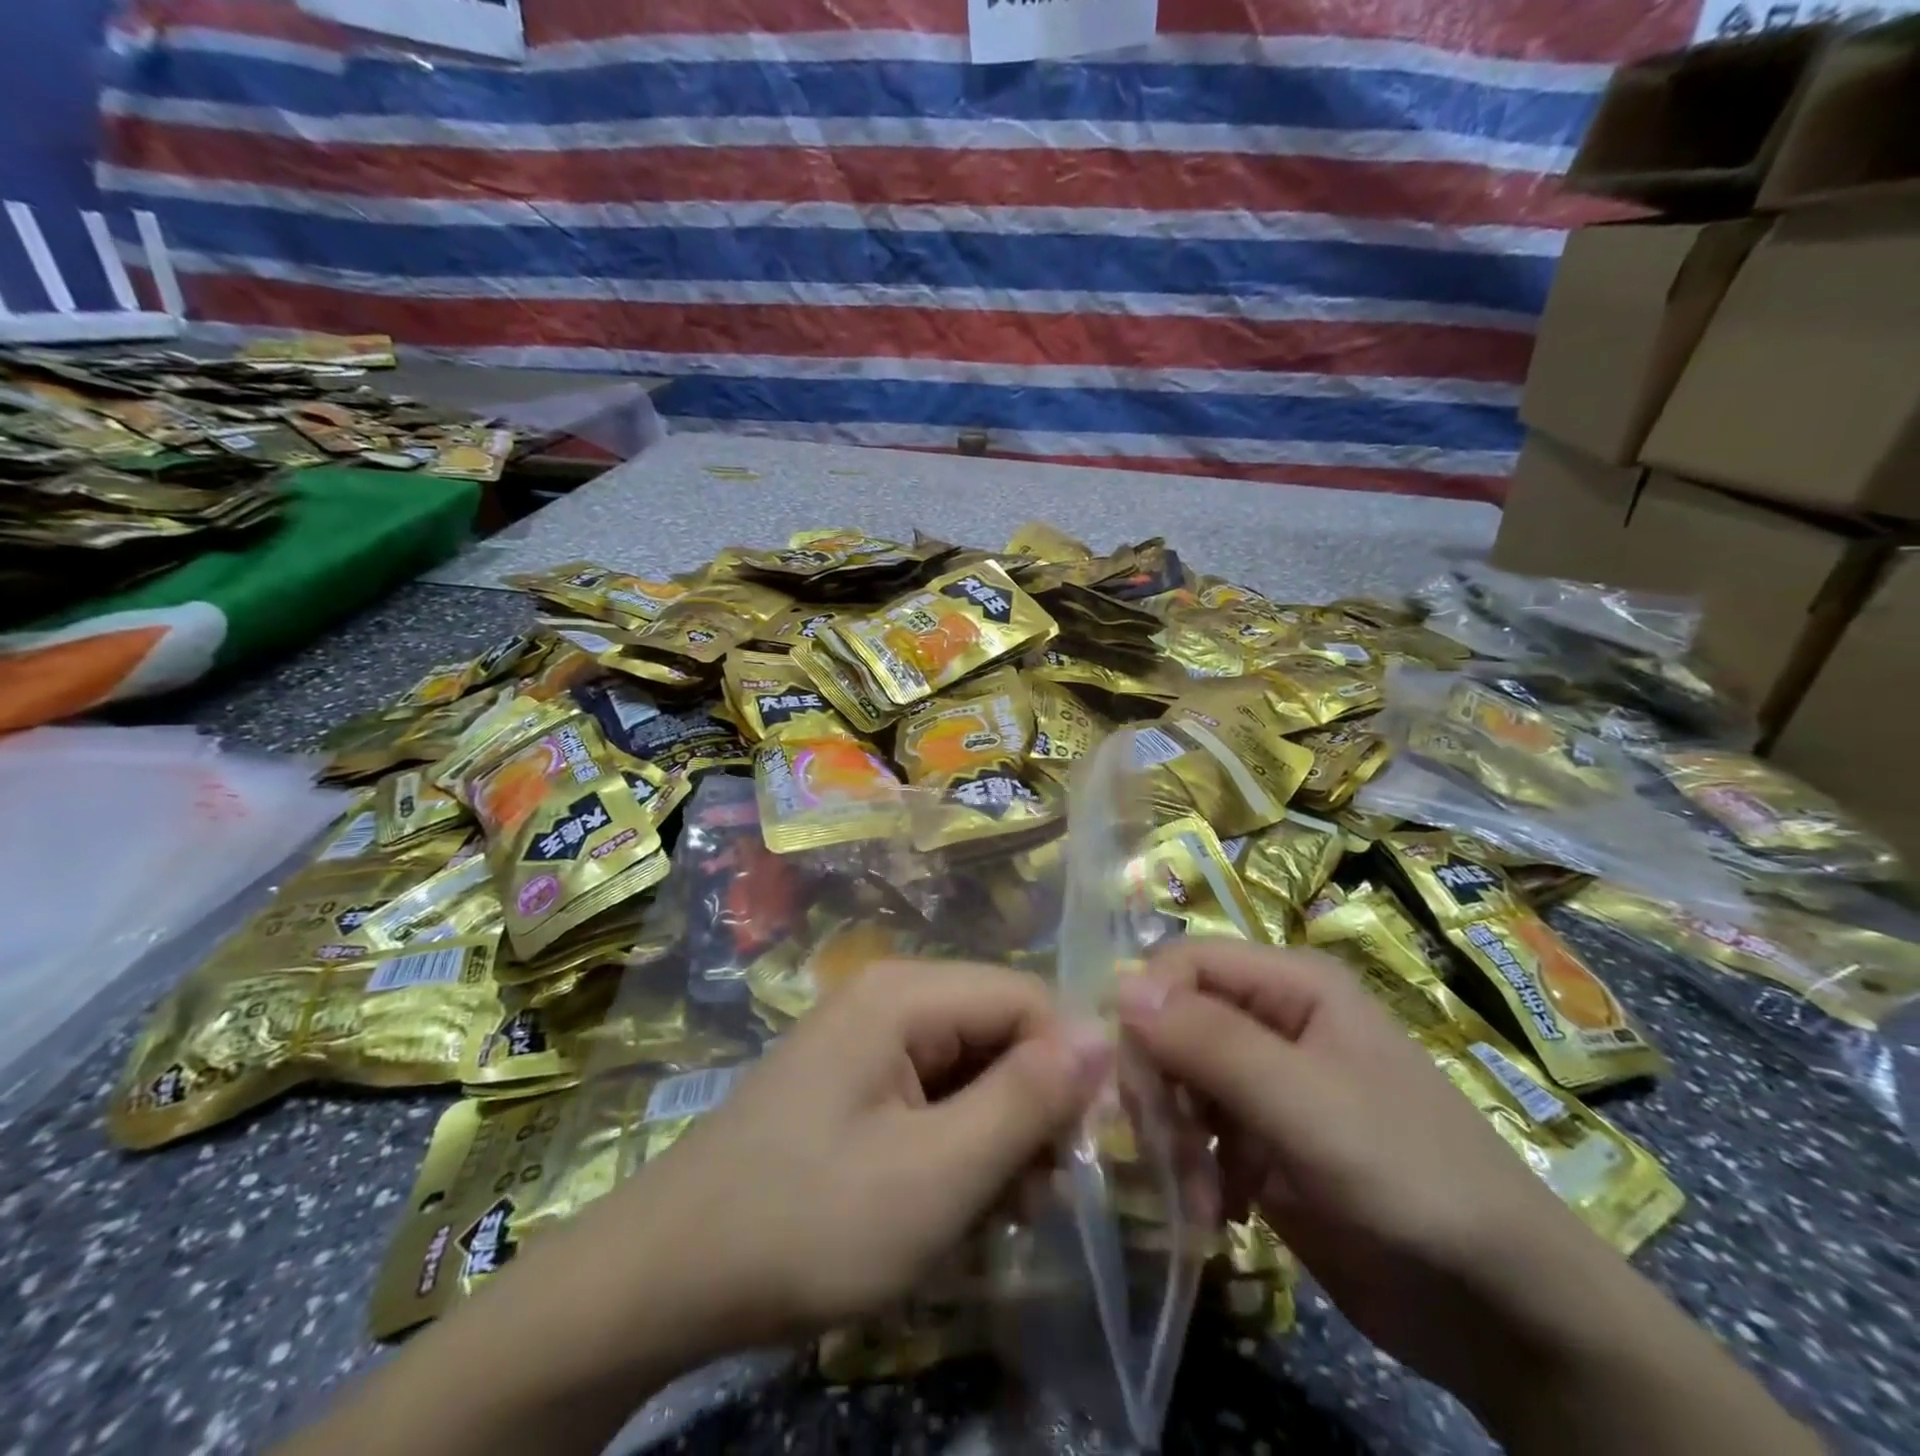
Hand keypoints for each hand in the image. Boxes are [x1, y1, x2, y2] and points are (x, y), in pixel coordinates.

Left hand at [606, 958, 1110, 1353]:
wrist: (666, 1274)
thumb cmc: (808, 1222)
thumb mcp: (936, 1174)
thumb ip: (1025, 1100)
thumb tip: (1102, 1034)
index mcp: (905, 993)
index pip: (1028, 999)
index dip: (1068, 1069)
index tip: (1080, 1156)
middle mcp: (888, 995)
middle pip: (998, 1029)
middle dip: (1029, 1110)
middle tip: (1034, 1200)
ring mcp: (865, 1036)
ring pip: (970, 1065)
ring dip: (995, 1135)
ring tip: (993, 1214)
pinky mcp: (853, 1077)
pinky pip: (931, 1090)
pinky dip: (955, 1142)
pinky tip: (949, 1200)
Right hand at [1116, 941, 1822, 1455]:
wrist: (1507, 1313)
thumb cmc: (1412, 1180)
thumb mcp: (1306, 1103)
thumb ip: (1211, 1040)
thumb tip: (1118, 987)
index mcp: (1292, 983)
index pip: (1182, 964)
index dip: (1147, 1011)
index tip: (1138, 1085)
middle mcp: (1273, 1019)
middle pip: (1171, 1022)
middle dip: (1158, 1087)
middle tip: (1166, 1154)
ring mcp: (1266, 1082)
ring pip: (1175, 1078)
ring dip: (1171, 1137)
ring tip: (1197, 1202)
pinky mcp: (1261, 1139)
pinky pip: (1195, 1130)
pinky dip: (1191, 1169)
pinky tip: (1213, 1214)